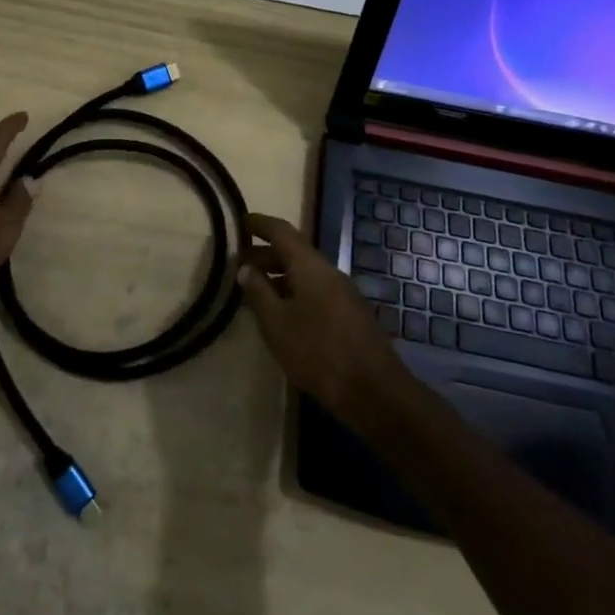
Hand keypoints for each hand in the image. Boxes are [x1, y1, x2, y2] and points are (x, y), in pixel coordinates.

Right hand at [237, 213, 413, 422]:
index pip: (281, 231)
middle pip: (294, 252)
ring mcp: (343, 293)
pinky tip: (283, 314)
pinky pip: (316, 290)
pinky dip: (294, 292)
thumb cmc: (319, 352)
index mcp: (310, 265)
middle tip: (239, 264)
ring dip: (279, 276)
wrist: (375, 392)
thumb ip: (258, 293)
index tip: (239, 221)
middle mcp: (329, 271)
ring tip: (255, 291)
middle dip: (265, 254)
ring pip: (305, 274)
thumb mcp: (278, 324)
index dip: (259, 223)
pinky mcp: (350, 314)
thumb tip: (245, 267)